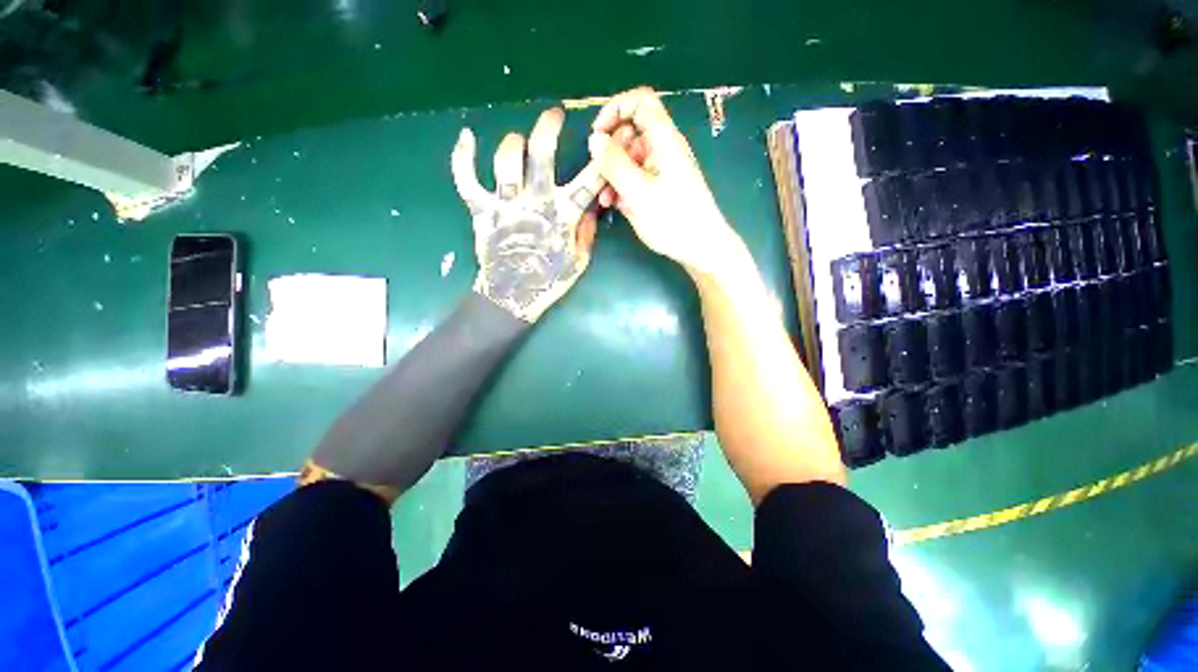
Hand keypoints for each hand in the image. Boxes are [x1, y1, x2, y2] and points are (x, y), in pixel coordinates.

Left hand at [452, 107, 604, 322]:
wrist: (513, 297)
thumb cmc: (549, 280)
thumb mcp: (579, 260)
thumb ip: (586, 231)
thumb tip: (590, 208)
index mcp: (564, 215)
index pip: (588, 181)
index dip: (600, 159)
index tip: (606, 141)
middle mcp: (536, 202)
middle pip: (541, 154)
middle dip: (548, 128)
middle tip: (554, 115)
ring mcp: (507, 204)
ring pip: (506, 160)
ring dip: (513, 144)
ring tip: (518, 142)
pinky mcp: (482, 211)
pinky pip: (467, 179)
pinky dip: (463, 156)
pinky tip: (466, 136)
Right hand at [588, 87, 742, 277]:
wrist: (700, 247)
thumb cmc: (672, 219)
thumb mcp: (637, 192)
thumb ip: (614, 164)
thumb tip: (594, 139)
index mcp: (663, 140)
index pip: (640, 102)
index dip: (615, 109)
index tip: (597, 134)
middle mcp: (663, 149)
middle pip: (630, 132)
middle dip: (610, 151)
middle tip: (599, 175)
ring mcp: (662, 170)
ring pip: (630, 158)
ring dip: (613, 174)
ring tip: (605, 198)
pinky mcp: (660, 188)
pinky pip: (636, 177)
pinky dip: (623, 186)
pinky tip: (615, 204)